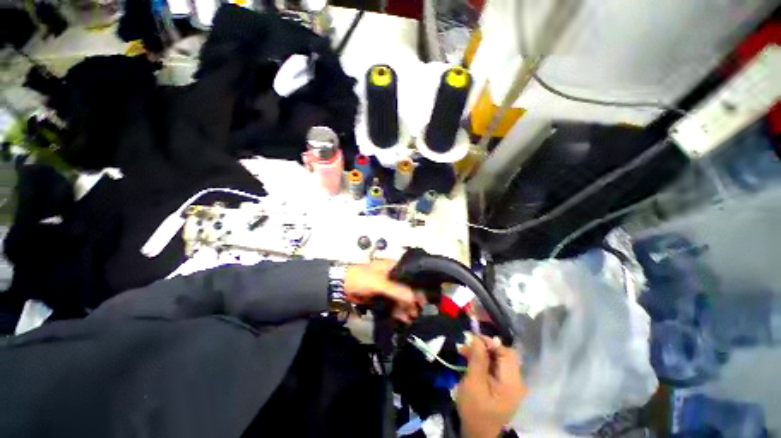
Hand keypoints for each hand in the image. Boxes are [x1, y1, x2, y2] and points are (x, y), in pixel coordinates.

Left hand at [345, 260, 424, 322]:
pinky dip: (397, 311)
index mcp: (392, 267)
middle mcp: (391, 276)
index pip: (409, 275)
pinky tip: (402, 318)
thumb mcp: (378, 282)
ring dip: (405, 307)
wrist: (341, 287)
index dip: (417, 286)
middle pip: (406, 288)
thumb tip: (414, 298)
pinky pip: (392, 304)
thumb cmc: (360, 278)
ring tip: (411, 317)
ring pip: (400, 297)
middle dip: (412, 300)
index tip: (423, 298)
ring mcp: (386, 288)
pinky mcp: (381, 297)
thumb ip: (396, 290)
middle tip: (417, 311)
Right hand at [456, 336, 525, 437]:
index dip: (490, 343)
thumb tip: (479, 337)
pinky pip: (495, 367)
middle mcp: (516, 382)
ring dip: (481, 353)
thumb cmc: (475, 410)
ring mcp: (510, 385)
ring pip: (498, 360)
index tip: (473, 338)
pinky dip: (483, 362)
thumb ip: (478, 359)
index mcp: (512, 382)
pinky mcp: (503, 387)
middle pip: (503, 355)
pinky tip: (469, 360)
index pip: (506, 353)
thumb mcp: (473, 383)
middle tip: (467, 345)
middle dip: (484, 347)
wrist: (476, 434)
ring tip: (464, 351)